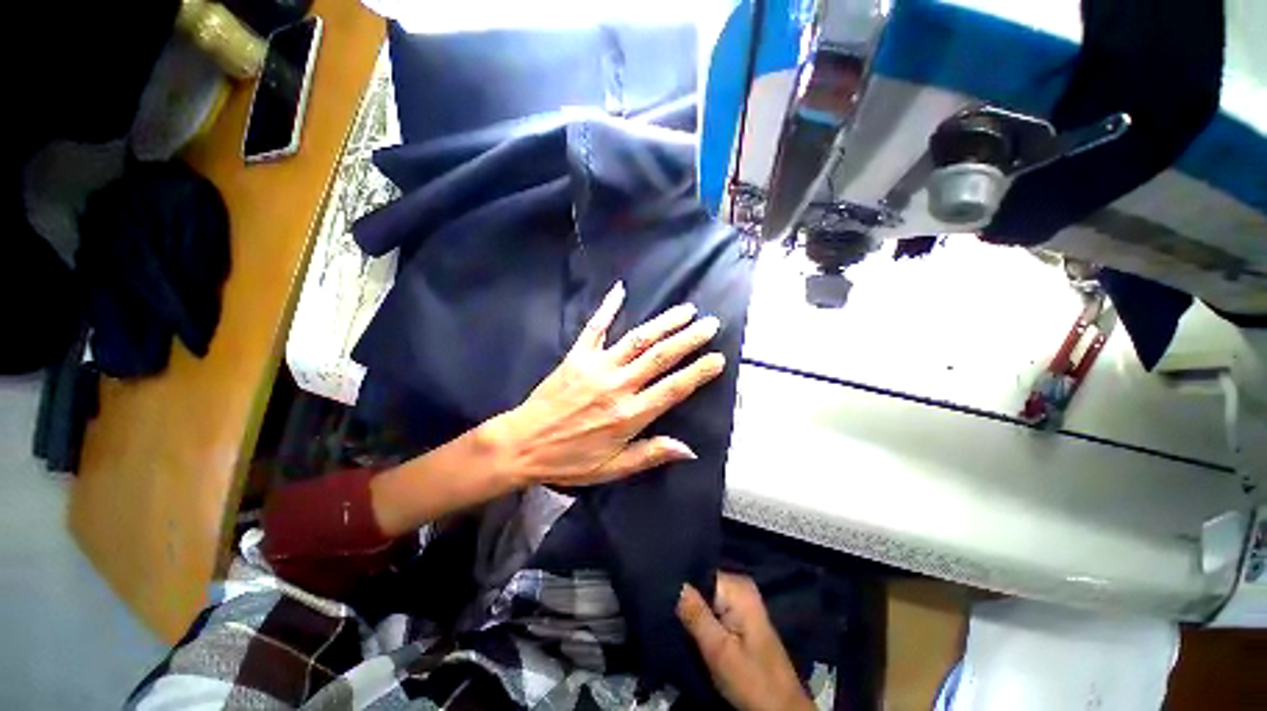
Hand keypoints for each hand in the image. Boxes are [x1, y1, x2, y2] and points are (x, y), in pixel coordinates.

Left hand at [485, 281, 725, 486]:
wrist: (522, 444)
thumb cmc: (570, 460)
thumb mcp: (612, 469)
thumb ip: (650, 455)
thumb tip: (689, 449)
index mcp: (629, 415)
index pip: (673, 389)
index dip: (698, 373)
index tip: (718, 359)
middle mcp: (617, 385)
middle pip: (659, 357)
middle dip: (688, 339)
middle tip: (710, 324)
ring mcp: (596, 367)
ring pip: (636, 339)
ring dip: (663, 323)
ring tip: (686, 310)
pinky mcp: (576, 356)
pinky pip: (594, 328)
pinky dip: (607, 308)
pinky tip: (620, 290)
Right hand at [678, 574, 814, 710]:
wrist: (781, 710)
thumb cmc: (752, 680)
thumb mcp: (719, 651)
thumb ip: (696, 615)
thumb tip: (676, 583)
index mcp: (738, 587)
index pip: (700, 572)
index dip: (680, 584)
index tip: (662, 597)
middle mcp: (740, 587)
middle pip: (702, 584)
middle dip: (685, 599)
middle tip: (667, 614)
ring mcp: (742, 602)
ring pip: (706, 598)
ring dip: (692, 611)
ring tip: (675, 622)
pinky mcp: (740, 618)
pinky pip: (713, 609)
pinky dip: (701, 619)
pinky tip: (690, 629)